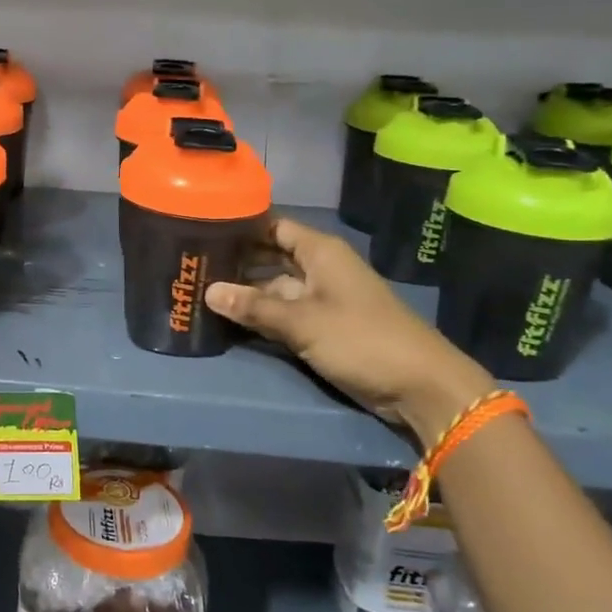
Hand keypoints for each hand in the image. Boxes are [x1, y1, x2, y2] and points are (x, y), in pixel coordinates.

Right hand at [205, 216, 493, 448]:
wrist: (419, 385)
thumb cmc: (362, 339)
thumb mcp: (302, 322)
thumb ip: (254, 307)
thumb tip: (208, 292)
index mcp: (321, 252)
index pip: (274, 225)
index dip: (241, 225)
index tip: (203, 227)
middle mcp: (319, 268)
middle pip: (270, 256)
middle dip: (236, 261)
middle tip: (192, 264)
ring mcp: (321, 299)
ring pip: (274, 288)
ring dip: (244, 292)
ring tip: (200, 290)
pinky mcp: (322, 327)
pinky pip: (283, 314)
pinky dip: (260, 316)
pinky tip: (229, 319)